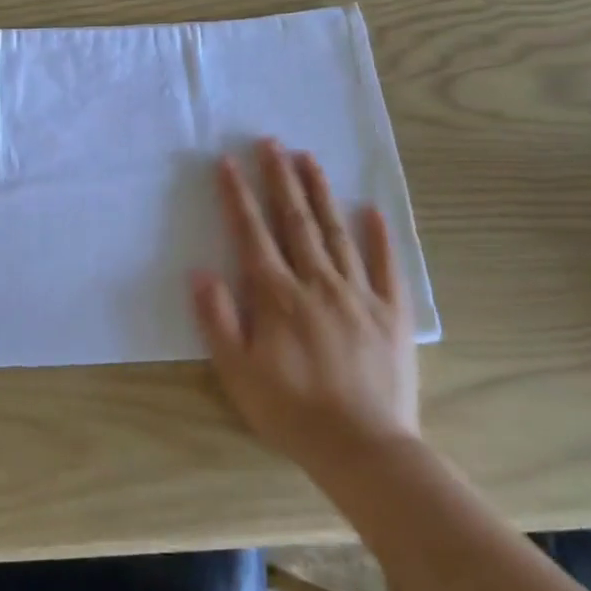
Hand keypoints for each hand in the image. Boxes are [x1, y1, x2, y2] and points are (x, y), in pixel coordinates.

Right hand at [190, 139, 417, 477]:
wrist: (364, 448)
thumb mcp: (237, 371)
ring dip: (321, 192)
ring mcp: (358, 294)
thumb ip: (217, 318)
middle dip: (280, 178)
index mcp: (276, 296)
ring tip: (309, 158)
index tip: (228, 163)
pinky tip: (372, 210)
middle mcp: (317, 283)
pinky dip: (379, 236)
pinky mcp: (391, 313)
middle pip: (295, 221)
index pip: (252, 234)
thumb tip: (200, 272)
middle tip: (272, 142)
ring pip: (336, 232)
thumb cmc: (290, 410)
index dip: (237, 196)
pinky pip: (386, 266)